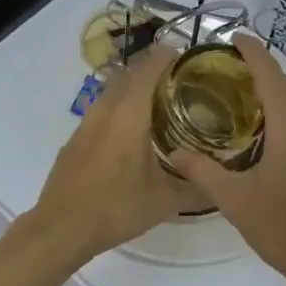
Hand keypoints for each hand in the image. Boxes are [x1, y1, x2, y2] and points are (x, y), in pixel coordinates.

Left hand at [24, 47, 207, 262]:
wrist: (60, 228)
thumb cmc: (115, 208)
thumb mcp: (165, 202)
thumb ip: (199, 188)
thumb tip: (225, 183)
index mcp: (129, 113)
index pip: (150, 67)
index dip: (170, 56)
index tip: (192, 60)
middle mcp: (106, 109)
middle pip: (131, 72)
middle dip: (156, 70)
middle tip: (184, 83)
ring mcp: (86, 122)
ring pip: (114, 90)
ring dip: (136, 88)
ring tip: (162, 105)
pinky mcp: (76, 137)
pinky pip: (103, 108)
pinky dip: (121, 107)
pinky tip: (134, 133)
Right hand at [171, 37, 285, 285]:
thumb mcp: (235, 199)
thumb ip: (202, 171)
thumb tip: (173, 151)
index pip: (268, 69)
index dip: (249, 49)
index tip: (230, 38)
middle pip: (285, 82)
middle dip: (258, 72)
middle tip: (224, 78)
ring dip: (275, 94)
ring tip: (243, 103)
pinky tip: (270, 135)